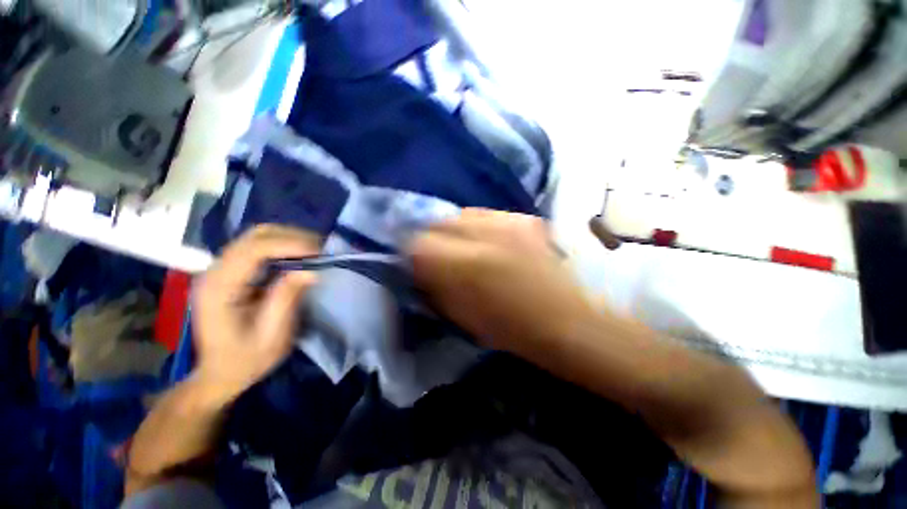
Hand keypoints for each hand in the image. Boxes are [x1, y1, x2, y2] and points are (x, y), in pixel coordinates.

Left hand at [192, 225, 319, 404]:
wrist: (219, 373)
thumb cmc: (245, 360)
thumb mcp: (271, 336)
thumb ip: (287, 299)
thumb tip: (312, 271)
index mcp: (219, 289)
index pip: (253, 250)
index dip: (289, 245)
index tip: (319, 252)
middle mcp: (214, 272)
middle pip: (254, 236)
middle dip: (292, 237)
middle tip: (321, 251)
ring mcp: (220, 269)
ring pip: (256, 237)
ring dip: (289, 239)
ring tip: (314, 252)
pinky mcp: (230, 272)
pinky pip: (258, 247)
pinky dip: (282, 246)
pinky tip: (299, 257)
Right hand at [407, 209, 596, 354]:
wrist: (567, 321)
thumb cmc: (510, 329)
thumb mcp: (460, 314)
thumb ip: (434, 284)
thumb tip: (419, 265)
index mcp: (464, 265)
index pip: (417, 242)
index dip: (412, 253)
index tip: (417, 264)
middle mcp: (483, 234)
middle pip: (437, 221)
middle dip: (432, 238)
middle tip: (440, 255)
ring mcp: (508, 221)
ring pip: (461, 214)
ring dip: (456, 231)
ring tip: (466, 248)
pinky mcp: (525, 218)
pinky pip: (487, 214)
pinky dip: (479, 227)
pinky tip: (490, 243)